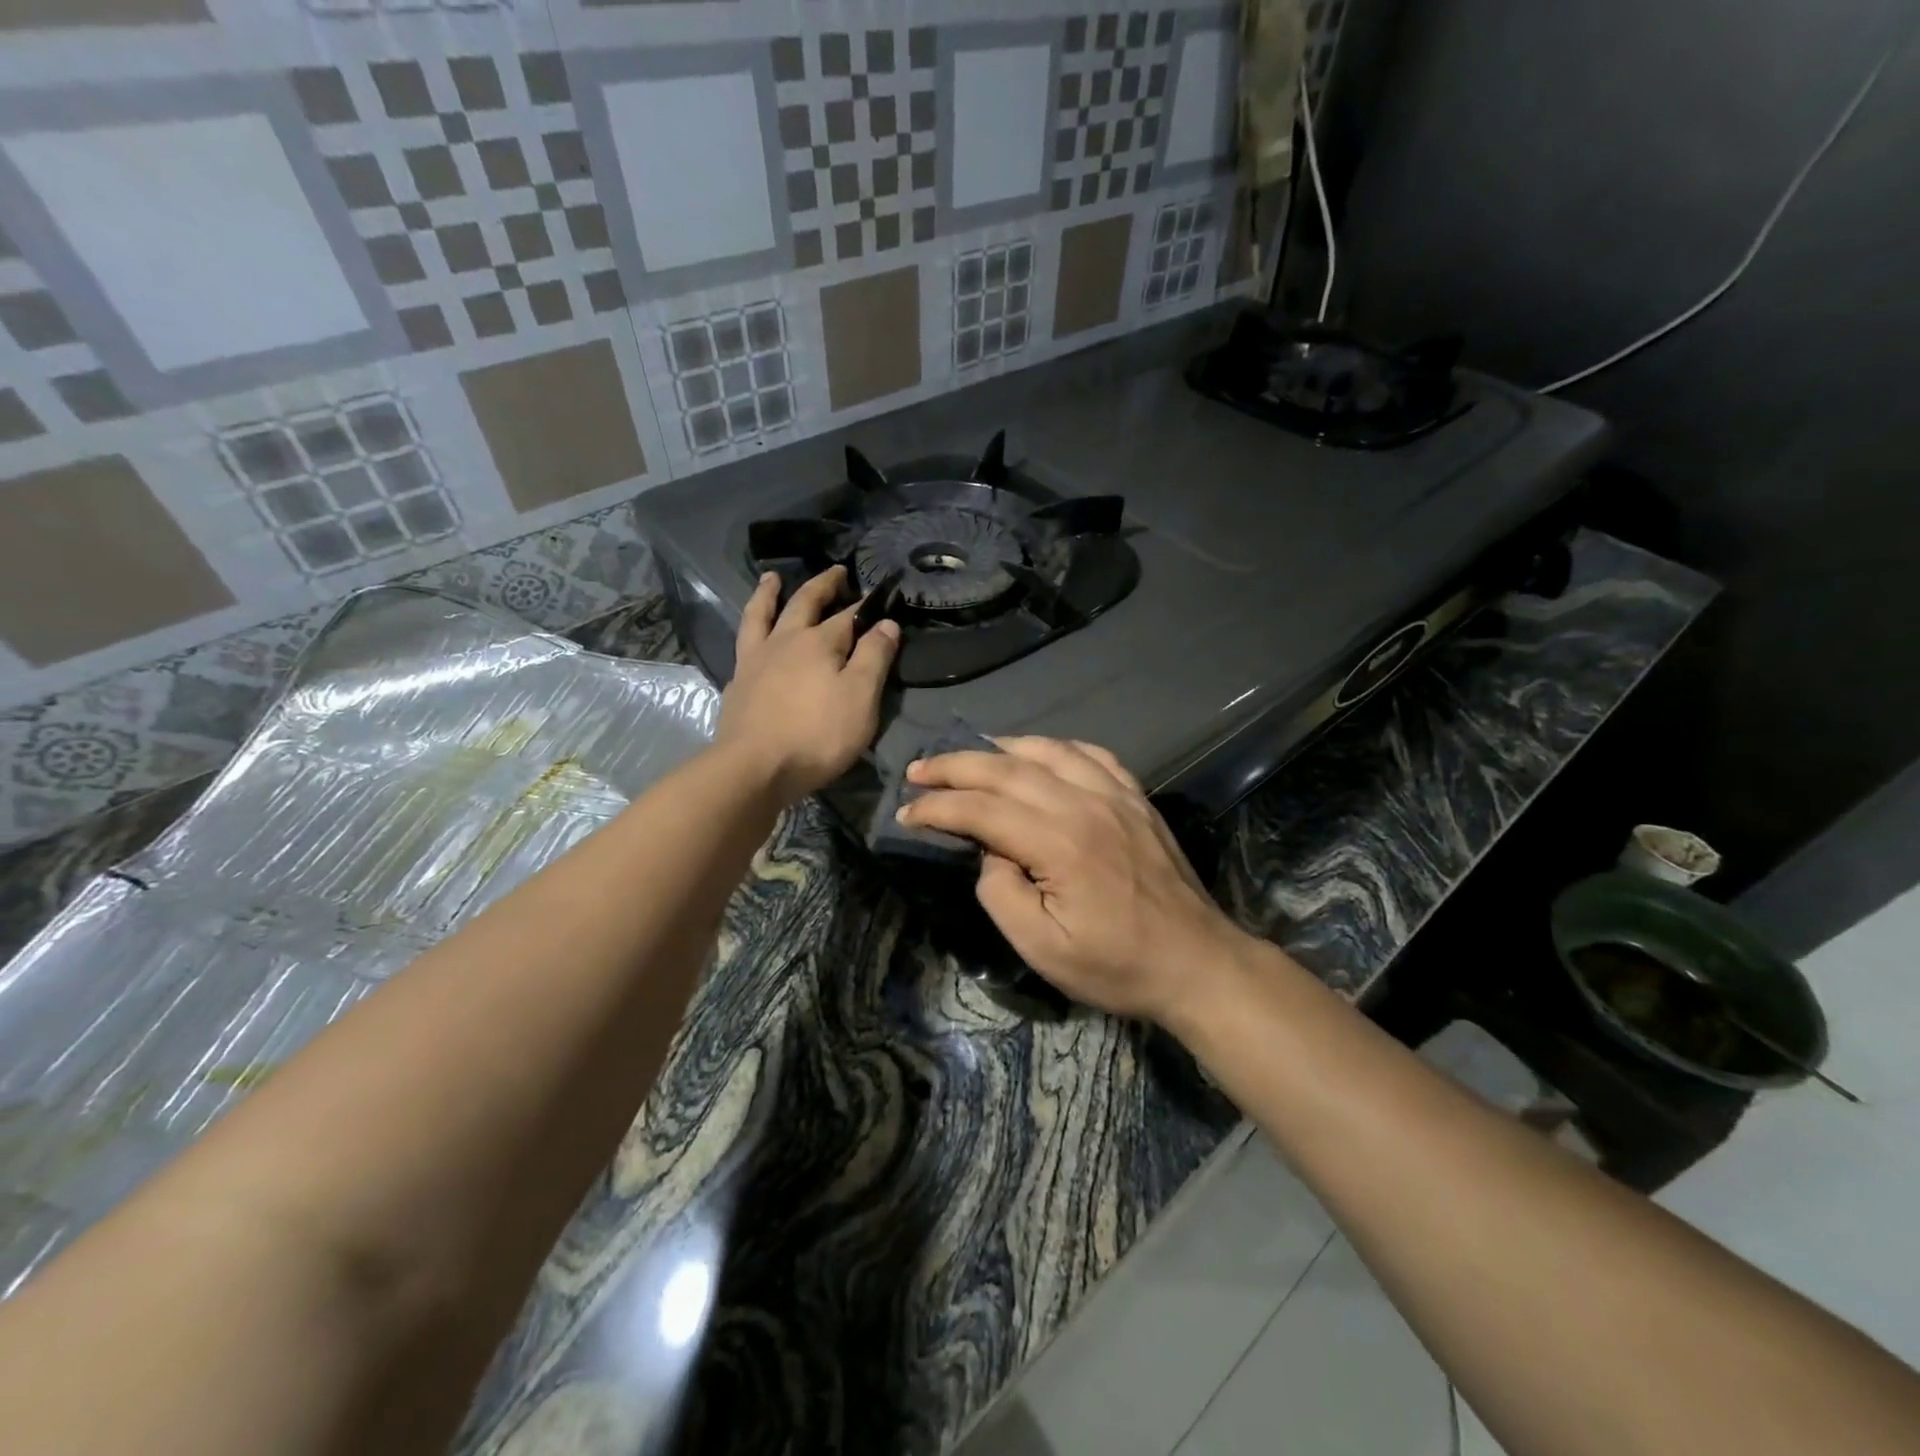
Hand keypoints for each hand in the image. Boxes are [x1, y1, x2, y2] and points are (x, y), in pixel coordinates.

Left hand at [717, 567, 899, 801]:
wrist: (755, 767)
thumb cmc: (817, 735)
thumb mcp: (861, 698)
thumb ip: (874, 657)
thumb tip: (886, 622)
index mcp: (820, 642)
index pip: (849, 615)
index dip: (866, 605)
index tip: (880, 594)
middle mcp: (786, 641)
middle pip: (804, 603)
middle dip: (823, 585)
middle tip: (836, 572)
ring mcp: (756, 659)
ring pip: (761, 614)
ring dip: (769, 593)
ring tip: (772, 578)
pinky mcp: (737, 682)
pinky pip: (743, 643)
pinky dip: (750, 629)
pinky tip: (753, 635)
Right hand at [899, 737, 1258, 1022]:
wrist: (1197, 963)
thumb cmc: (1116, 965)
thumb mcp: (1043, 949)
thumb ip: (1001, 893)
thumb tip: (990, 852)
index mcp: (1059, 842)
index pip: (982, 809)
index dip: (937, 807)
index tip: (906, 812)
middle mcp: (1085, 804)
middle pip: (1007, 769)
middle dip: (955, 766)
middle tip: (919, 769)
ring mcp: (1116, 795)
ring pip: (1047, 750)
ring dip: (1000, 748)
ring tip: (969, 754)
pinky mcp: (1136, 798)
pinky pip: (1091, 754)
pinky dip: (1055, 747)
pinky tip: (1038, 753)